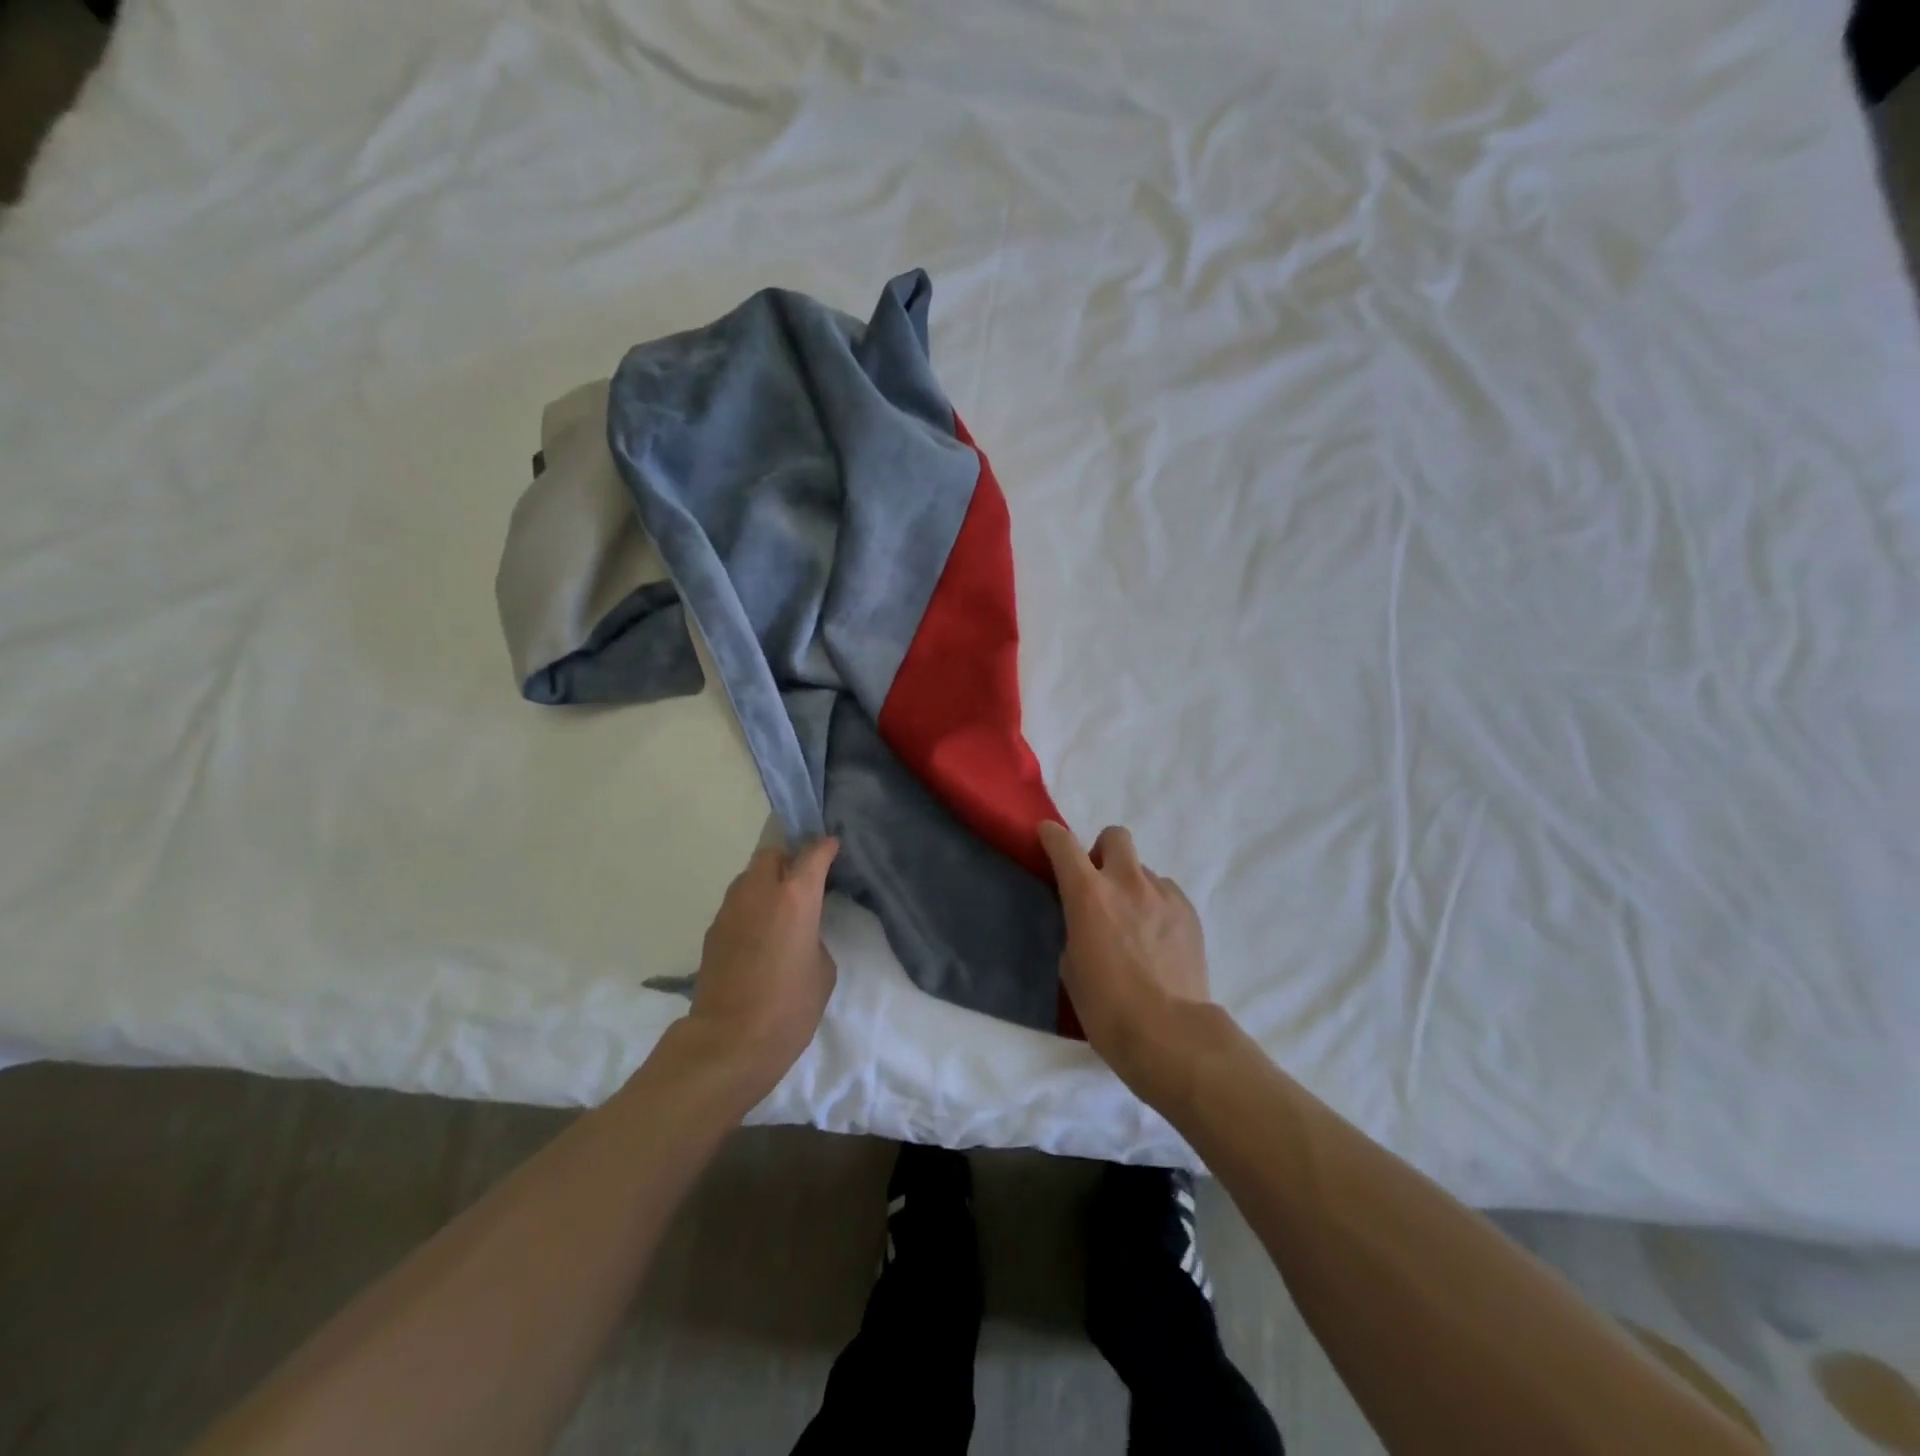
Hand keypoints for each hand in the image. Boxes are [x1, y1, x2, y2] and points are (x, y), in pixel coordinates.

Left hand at [684, 836, 839, 1089]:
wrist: (730, 1041)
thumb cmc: (790, 1007)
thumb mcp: (822, 969)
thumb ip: (813, 936)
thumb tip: (799, 932)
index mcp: (796, 897)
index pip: (812, 854)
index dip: (825, 848)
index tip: (832, 847)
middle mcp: (759, 892)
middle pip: (772, 855)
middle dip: (788, 860)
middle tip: (802, 880)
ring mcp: (730, 909)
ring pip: (748, 878)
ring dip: (765, 883)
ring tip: (779, 909)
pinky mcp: (712, 931)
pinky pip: (736, 904)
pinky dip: (749, 908)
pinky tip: (759, 934)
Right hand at [1038, 822, 1217, 1100]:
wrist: (1169, 1034)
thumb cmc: (1106, 1008)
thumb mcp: (1071, 966)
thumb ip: (1077, 928)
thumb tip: (1088, 920)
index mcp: (1089, 894)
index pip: (1064, 844)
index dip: (1052, 836)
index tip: (1048, 838)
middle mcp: (1127, 882)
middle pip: (1115, 836)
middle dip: (1103, 851)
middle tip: (1099, 883)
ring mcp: (1163, 895)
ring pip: (1144, 871)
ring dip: (1132, 886)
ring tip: (1134, 925)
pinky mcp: (1190, 913)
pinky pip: (1166, 894)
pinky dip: (1156, 906)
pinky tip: (1157, 940)